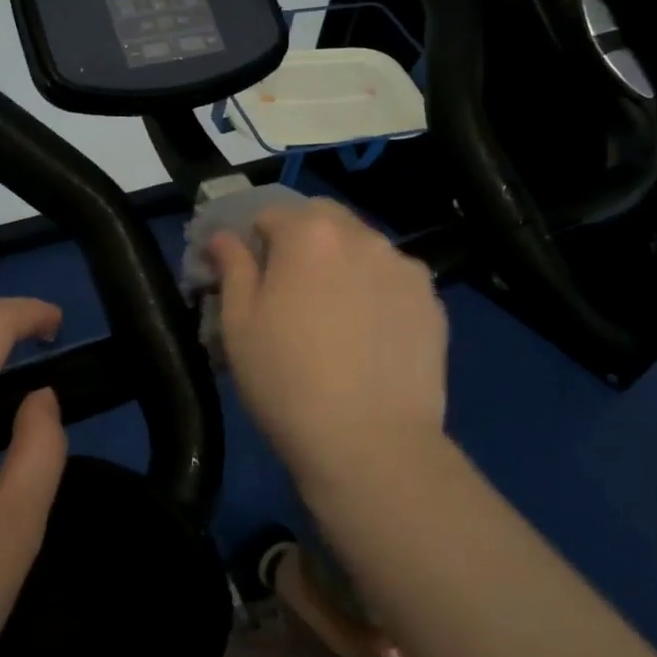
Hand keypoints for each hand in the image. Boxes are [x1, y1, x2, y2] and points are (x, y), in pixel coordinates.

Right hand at [208, 199, 448, 488]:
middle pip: (324, 220)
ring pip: (364, 248)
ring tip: (335, 315)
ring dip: (343, 263)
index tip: (250, 273)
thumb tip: (223, 236)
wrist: (370, 443)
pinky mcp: (433, 303)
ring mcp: (405, 269)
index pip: (272, 213)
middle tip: (291, 289)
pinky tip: (369, 336)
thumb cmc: (286, 380)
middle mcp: (363, 237)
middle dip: (303, 239)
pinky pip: (394, 282)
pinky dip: (377, 292)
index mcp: (309, 234)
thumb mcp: (238, 324)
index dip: (255, 239)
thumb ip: (232, 267)